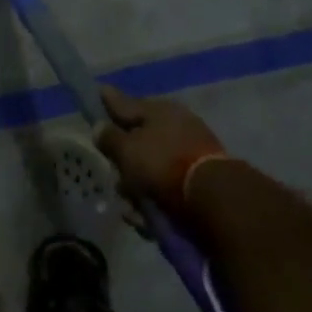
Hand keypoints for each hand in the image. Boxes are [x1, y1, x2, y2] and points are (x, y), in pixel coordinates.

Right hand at [94, 87, 231, 210]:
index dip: (107, 102)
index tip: (97, 94)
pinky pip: (166, 187)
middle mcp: (175, 126)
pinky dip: (155, 200)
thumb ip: (109, 137)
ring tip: (131, 206)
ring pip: (150, 167)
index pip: (124, 103)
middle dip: (123, 161)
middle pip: (137, 140)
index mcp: (158, 110)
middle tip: (116, 175)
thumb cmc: (163, 164)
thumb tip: (99, 126)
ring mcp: (190, 152)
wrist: (214, 199)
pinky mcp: (199, 180)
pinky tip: (147, 216)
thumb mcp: (126, 149)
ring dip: (137, 186)